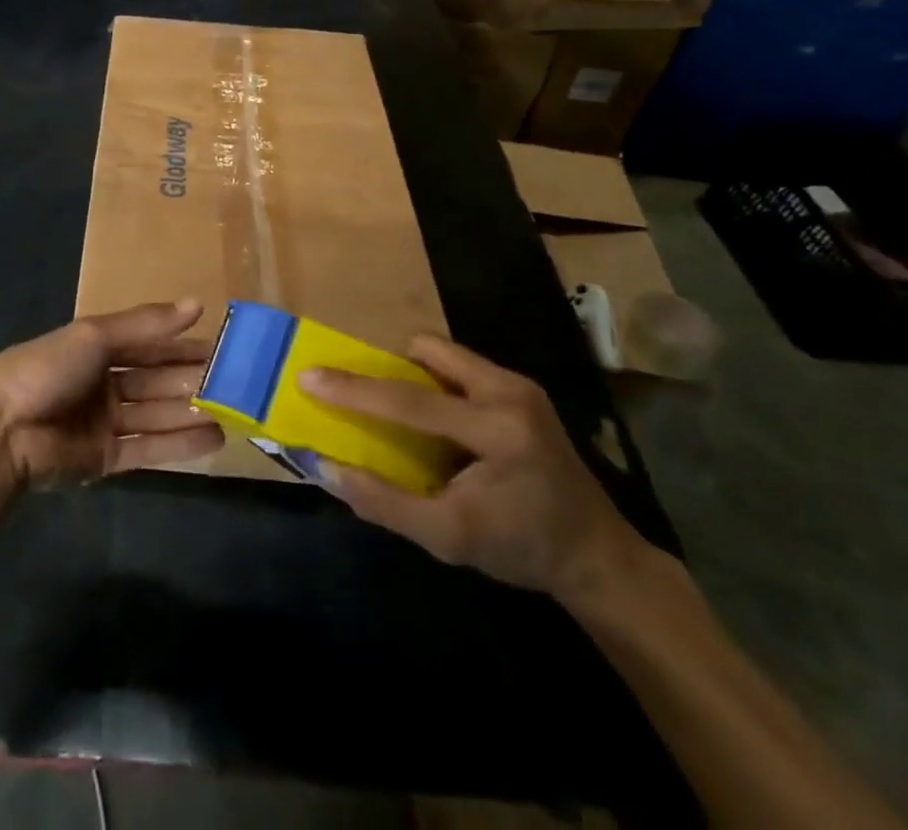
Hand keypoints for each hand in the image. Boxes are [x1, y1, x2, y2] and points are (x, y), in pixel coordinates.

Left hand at [0, 300, 223, 485]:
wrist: (0, 432)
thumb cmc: (46, 370)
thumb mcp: (94, 336)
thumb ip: (146, 325)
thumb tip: (196, 304)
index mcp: (95, 348)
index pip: (148, 345)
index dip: (182, 345)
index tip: (221, 347)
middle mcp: (102, 384)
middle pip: (155, 381)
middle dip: (191, 381)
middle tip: (236, 383)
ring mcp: (103, 424)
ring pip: (156, 415)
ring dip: (191, 413)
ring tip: (233, 412)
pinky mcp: (104, 460)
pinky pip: (148, 449)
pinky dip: (179, 444)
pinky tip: (213, 438)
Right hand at [299, 335, 640, 601]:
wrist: (598, 556)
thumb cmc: (522, 549)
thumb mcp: (448, 539)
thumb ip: (385, 502)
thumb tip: (328, 467)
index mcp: (496, 430)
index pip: (409, 400)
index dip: (353, 389)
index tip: (308, 375)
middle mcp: (509, 392)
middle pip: (428, 350)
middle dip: (389, 368)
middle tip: (366, 398)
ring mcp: (520, 385)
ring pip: (444, 353)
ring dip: (413, 375)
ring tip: (402, 414)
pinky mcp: (522, 389)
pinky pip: (460, 367)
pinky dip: (436, 385)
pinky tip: (437, 423)